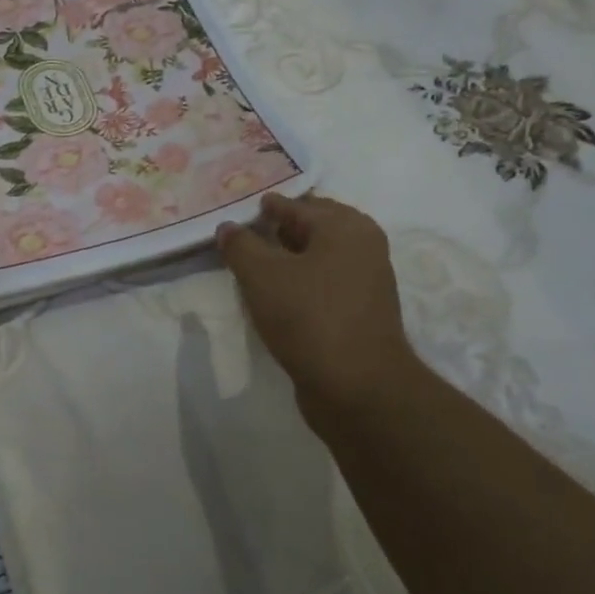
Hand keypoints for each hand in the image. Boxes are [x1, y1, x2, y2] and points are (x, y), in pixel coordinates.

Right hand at [217, 193, 422, 427]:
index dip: (262, 208)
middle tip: (240, 237)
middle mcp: (363, 247)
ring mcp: (366, 282)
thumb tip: (228, 227)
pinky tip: (273, 296)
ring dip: (286, 260)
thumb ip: (240, 245)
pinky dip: (299, 283)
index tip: (234, 212)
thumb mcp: (261, 275)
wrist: (359, 389)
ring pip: (316, 258)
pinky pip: (322, 285)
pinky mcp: (361, 313)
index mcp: (345, 226)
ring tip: (250, 268)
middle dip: (276, 231)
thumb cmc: (309, 317)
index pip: (294, 205)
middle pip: (310, 228)